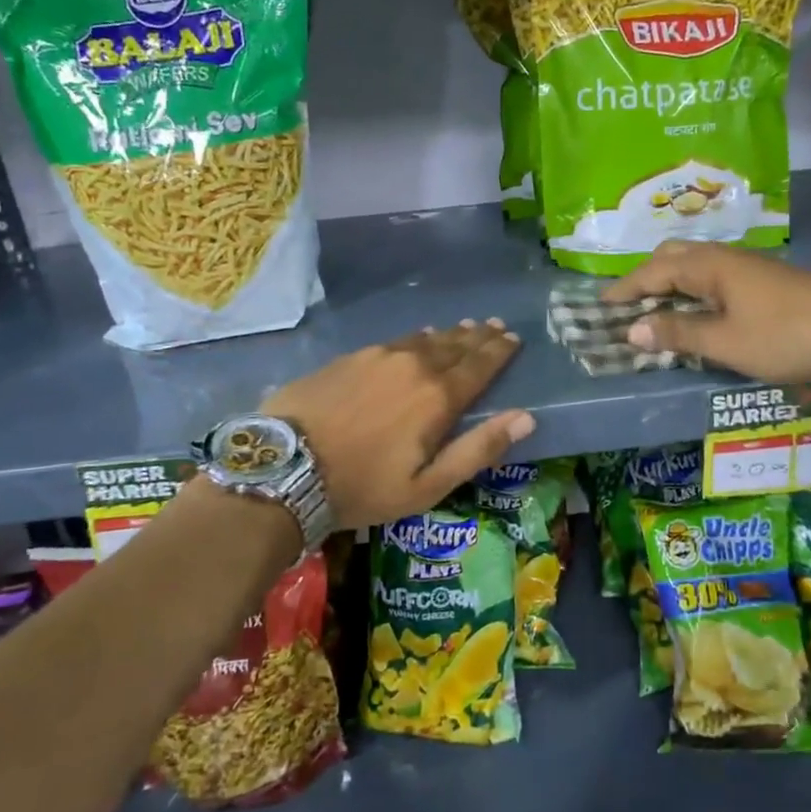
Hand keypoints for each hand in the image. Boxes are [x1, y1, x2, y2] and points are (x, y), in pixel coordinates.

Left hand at [265, 320, 532, 530]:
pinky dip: (417, 338)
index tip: (514, 339)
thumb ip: (478, 450)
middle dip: (479, 337)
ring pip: (426, 339)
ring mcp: (379, 356)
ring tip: (466, 326)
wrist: (285, 466)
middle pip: (456, 346)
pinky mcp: (351, 357)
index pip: (479, 365)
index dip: (499, 352)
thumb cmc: (362, 486)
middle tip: (497, 326)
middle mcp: (414, 365)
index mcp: (438, 397)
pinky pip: (397, 340)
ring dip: (450, 334)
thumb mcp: (427, 485)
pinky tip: (419, 336)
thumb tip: (525, 418)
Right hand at [605, 242, 810, 382]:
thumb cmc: (781, 336)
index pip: (653, 272)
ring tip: (654, 303)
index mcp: (708, 266)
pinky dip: (690, 285)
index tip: (602, 304)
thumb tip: (633, 330)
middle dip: (646, 275)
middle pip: (672, 255)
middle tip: (627, 301)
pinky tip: (694, 305)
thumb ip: (677, 333)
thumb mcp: (725, 342)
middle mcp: (723, 256)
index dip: (626, 289)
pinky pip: (711, 272)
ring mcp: (745, 264)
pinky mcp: (762, 277)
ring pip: (694, 262)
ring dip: (668, 279)